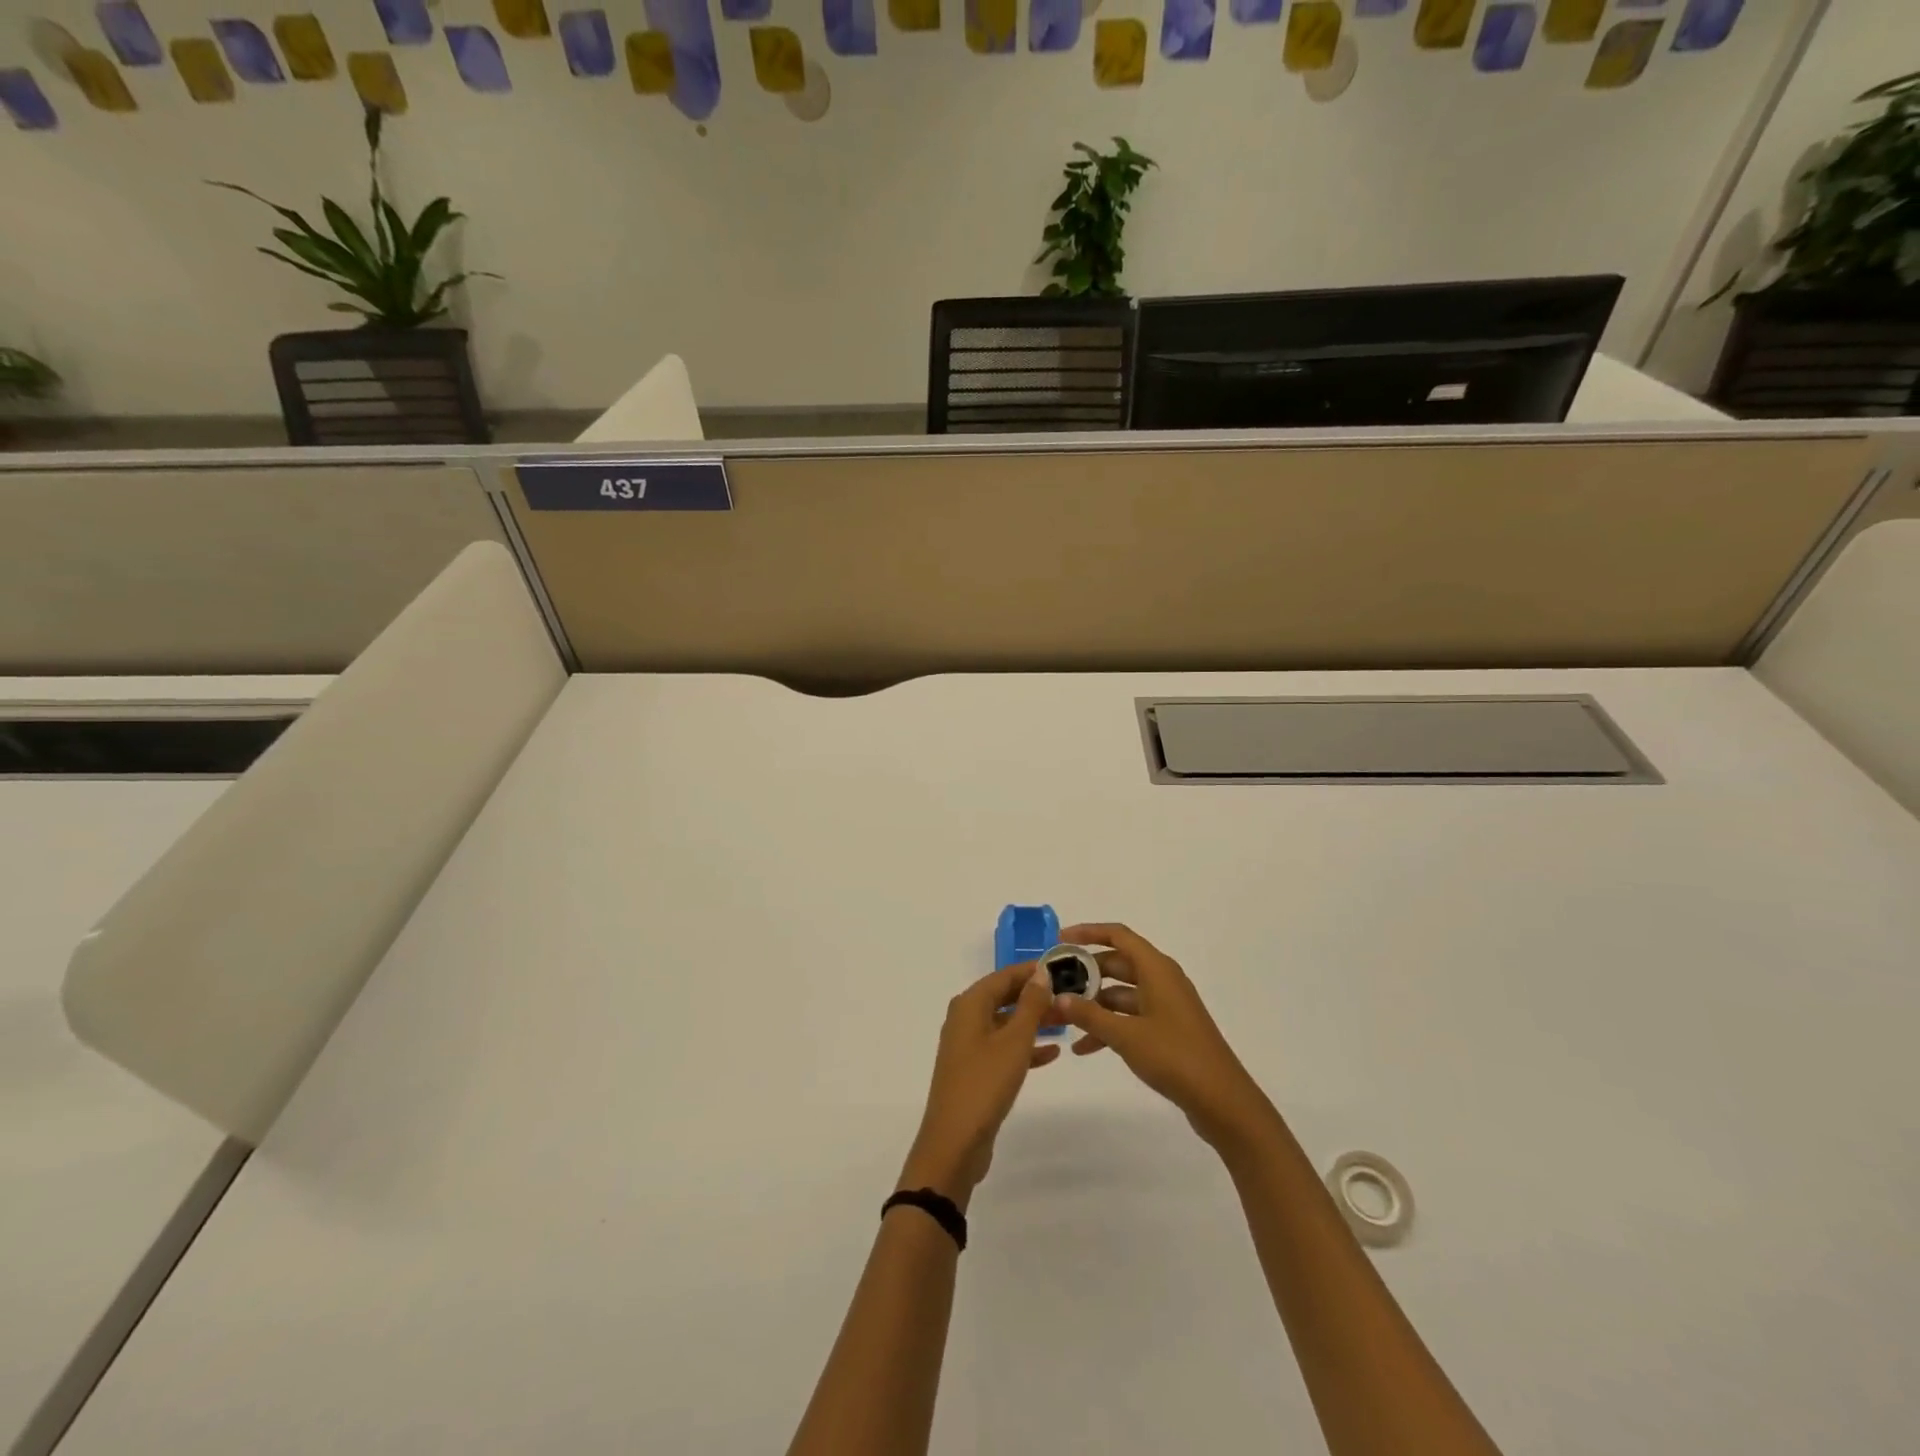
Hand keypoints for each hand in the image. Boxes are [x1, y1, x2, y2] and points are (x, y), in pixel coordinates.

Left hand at [899, 962, 1059, 1208]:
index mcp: (969, 1004)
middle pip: (1004, 997)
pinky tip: (1052, 1053)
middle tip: (1070, 996)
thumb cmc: (985, 1083)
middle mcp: (965, 1018)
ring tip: (1066, 1021)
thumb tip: (1041, 972)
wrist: (955, 1142)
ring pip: (1005, 1023)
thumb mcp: (1014, 1041)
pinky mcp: (974, 1070)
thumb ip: (1030, 1005)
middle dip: (1035, 996)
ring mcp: (968, 1046)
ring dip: (1033, 1021)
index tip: (1063, 968)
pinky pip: (1003, 1048)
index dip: (1032, 971)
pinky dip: (1025, 1047)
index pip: (1004, 975)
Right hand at [1053, 923, 1274, 1151]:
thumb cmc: (1175, 1056)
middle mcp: (1162, 980)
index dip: (1088, 933)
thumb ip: (1089, 1015)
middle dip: (1085, 974)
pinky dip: (1109, 1027)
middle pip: (1116, 964)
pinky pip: (1131, 1017)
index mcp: (1156, 969)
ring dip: (1094, 1005)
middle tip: (1054, 984)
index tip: (1059, 941)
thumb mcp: (1125, 1035)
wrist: (1222, 1101)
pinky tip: (1084, 1048)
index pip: (1118, 935)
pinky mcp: (1167, 1029)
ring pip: (1121, 993)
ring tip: (1062, 1019)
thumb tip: (1059, 997)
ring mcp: (1165, 1005)